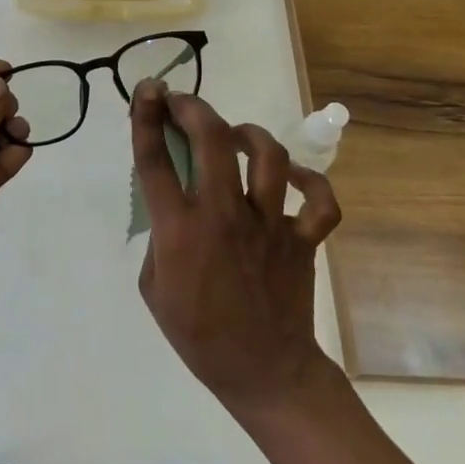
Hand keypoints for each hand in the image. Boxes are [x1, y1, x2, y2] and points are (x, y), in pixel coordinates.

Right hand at [131, 81, 343, 416]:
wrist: (264, 374)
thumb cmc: (198, 334)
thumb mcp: (152, 287)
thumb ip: (158, 238)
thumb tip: (172, 204)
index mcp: (179, 230)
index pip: (155, 159)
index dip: (145, 116)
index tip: (147, 90)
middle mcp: (223, 216)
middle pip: (212, 139)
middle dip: (194, 108)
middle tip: (182, 102)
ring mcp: (269, 225)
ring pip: (267, 156)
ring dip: (247, 134)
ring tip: (233, 135)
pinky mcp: (302, 238)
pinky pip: (319, 200)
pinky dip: (308, 181)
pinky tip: (288, 176)